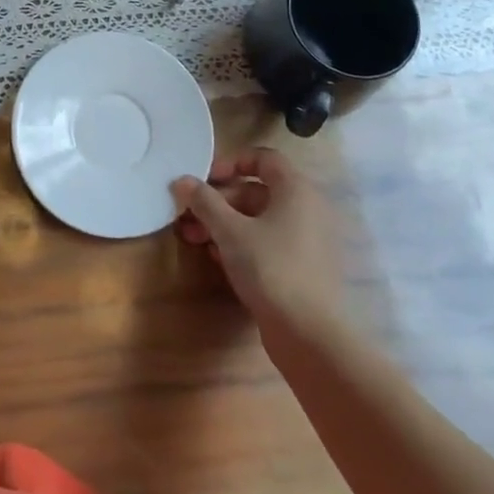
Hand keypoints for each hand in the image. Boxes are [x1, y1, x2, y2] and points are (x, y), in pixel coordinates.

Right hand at [173, 148, 345, 334]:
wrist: (310, 335)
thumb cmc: (270, 268)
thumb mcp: (229, 231)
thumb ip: (204, 201)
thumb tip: (182, 180)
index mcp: (296, 190)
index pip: (264, 157)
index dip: (232, 162)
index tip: (205, 179)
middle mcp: (308, 209)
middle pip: (258, 191)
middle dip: (219, 201)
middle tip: (189, 215)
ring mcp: (309, 241)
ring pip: (261, 220)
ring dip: (226, 224)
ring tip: (196, 239)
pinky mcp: (304, 269)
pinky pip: (270, 243)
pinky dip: (244, 244)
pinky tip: (218, 259)